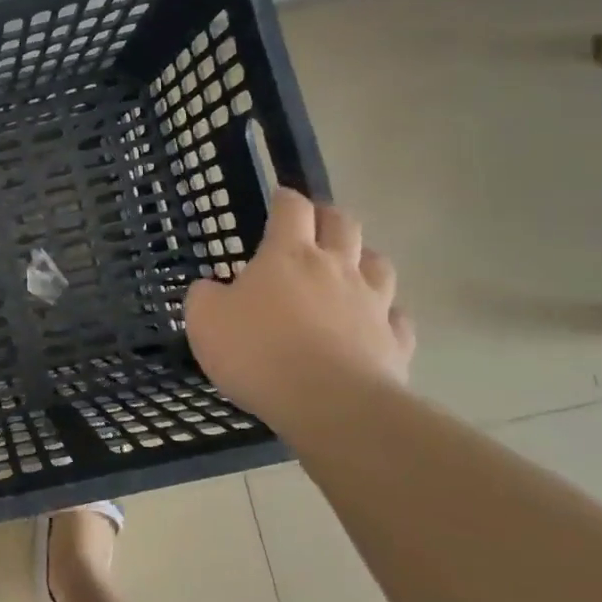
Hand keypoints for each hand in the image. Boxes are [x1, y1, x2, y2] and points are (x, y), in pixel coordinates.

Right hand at [185, 188, 414, 422]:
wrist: (329, 403)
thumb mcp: (204, 320)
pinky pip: (396, 317)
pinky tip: (374, 322)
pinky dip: (386, 313)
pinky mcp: (395, 341)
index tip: (279, 197)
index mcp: (287, 255)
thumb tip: (211, 288)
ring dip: (363, 259)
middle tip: (315, 224)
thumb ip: (205, 295)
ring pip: (379, 264)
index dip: (285, 198)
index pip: (291, 208)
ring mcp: (372, 303)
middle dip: (329, 217)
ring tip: (349, 268)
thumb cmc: (258, 351)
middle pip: (343, 224)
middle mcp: (335, 268)